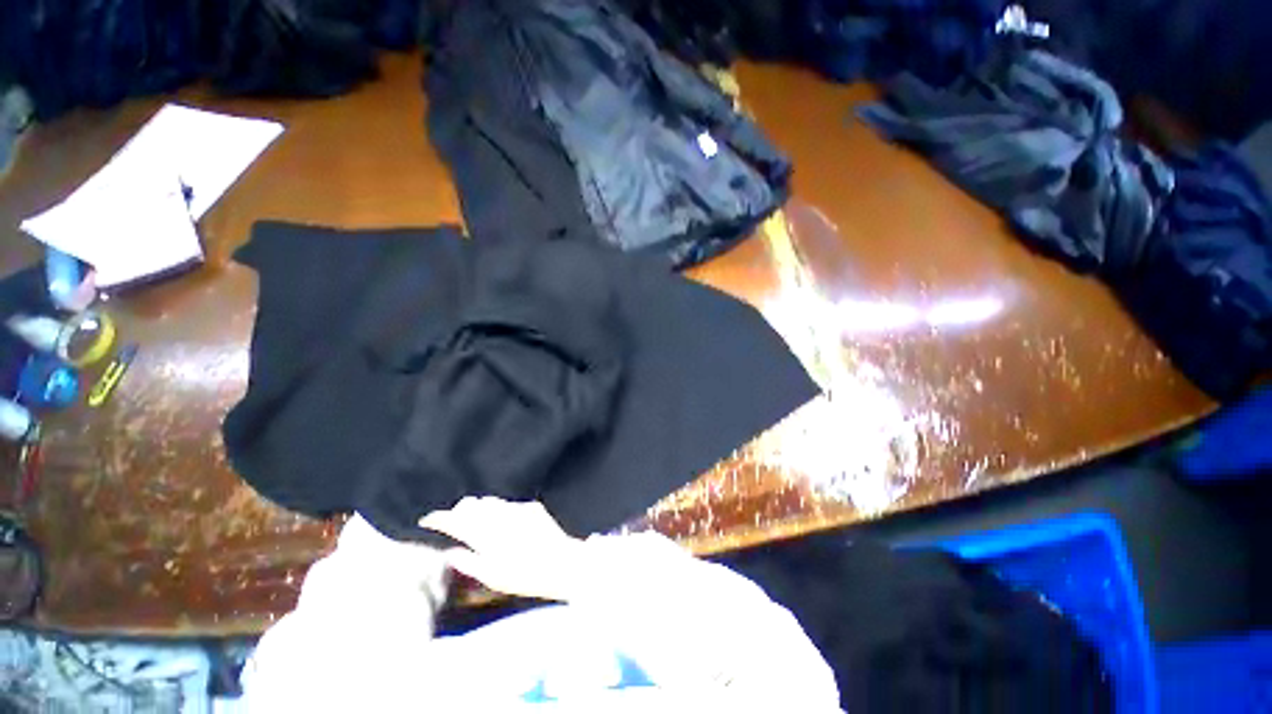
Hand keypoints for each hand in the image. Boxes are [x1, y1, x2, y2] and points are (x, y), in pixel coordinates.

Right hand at [419, 497, 585, 601]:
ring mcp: (517, 509)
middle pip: (471, 505)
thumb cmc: (525, 577)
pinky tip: (502, 522)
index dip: (439, 518)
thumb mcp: (492, 577)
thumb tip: (450, 552)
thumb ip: (469, 563)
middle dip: (458, 511)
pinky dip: (499, 511)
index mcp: (485, 535)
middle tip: (452, 521)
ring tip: (474, 520)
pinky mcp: (531, 507)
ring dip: (479, 509)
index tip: (428, 519)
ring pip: (490, 502)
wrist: (562, 563)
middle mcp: (499, 516)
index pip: (455, 520)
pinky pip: (508, 505)